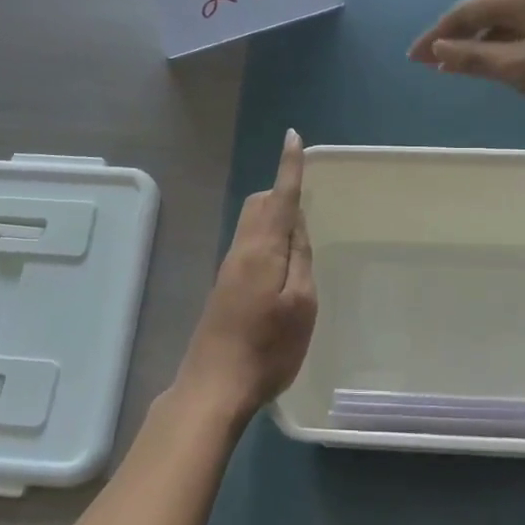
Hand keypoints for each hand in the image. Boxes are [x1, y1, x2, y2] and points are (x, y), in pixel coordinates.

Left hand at [175, 129, 316, 421]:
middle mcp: (241, 249)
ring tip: (301, 237)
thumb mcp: (301, 304)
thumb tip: (297, 223)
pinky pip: (249, 244)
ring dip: (274, 217)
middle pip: (259, 204)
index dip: (289, 167)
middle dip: (281, 192)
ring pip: (252, 224)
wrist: (214, 386)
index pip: (280, 196)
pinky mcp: (224, 287)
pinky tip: (282, 267)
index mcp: (262, 249)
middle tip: (310, 204)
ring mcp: (229, 268)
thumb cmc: (268, 348)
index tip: (292, 138)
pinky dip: (268, 239)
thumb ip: (300, 258)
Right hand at [408, 0, 524, 113]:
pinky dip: (504, 44)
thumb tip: (438, 50)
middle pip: (481, 11)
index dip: (435, 36)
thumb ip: (477, 58)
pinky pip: (523, 27)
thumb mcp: (524, 69)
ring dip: (479, 42)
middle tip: (433, 63)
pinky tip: (505, 62)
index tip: (413, 57)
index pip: (462, 12)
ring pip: (503, 20)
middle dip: (455, 37)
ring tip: (462, 66)